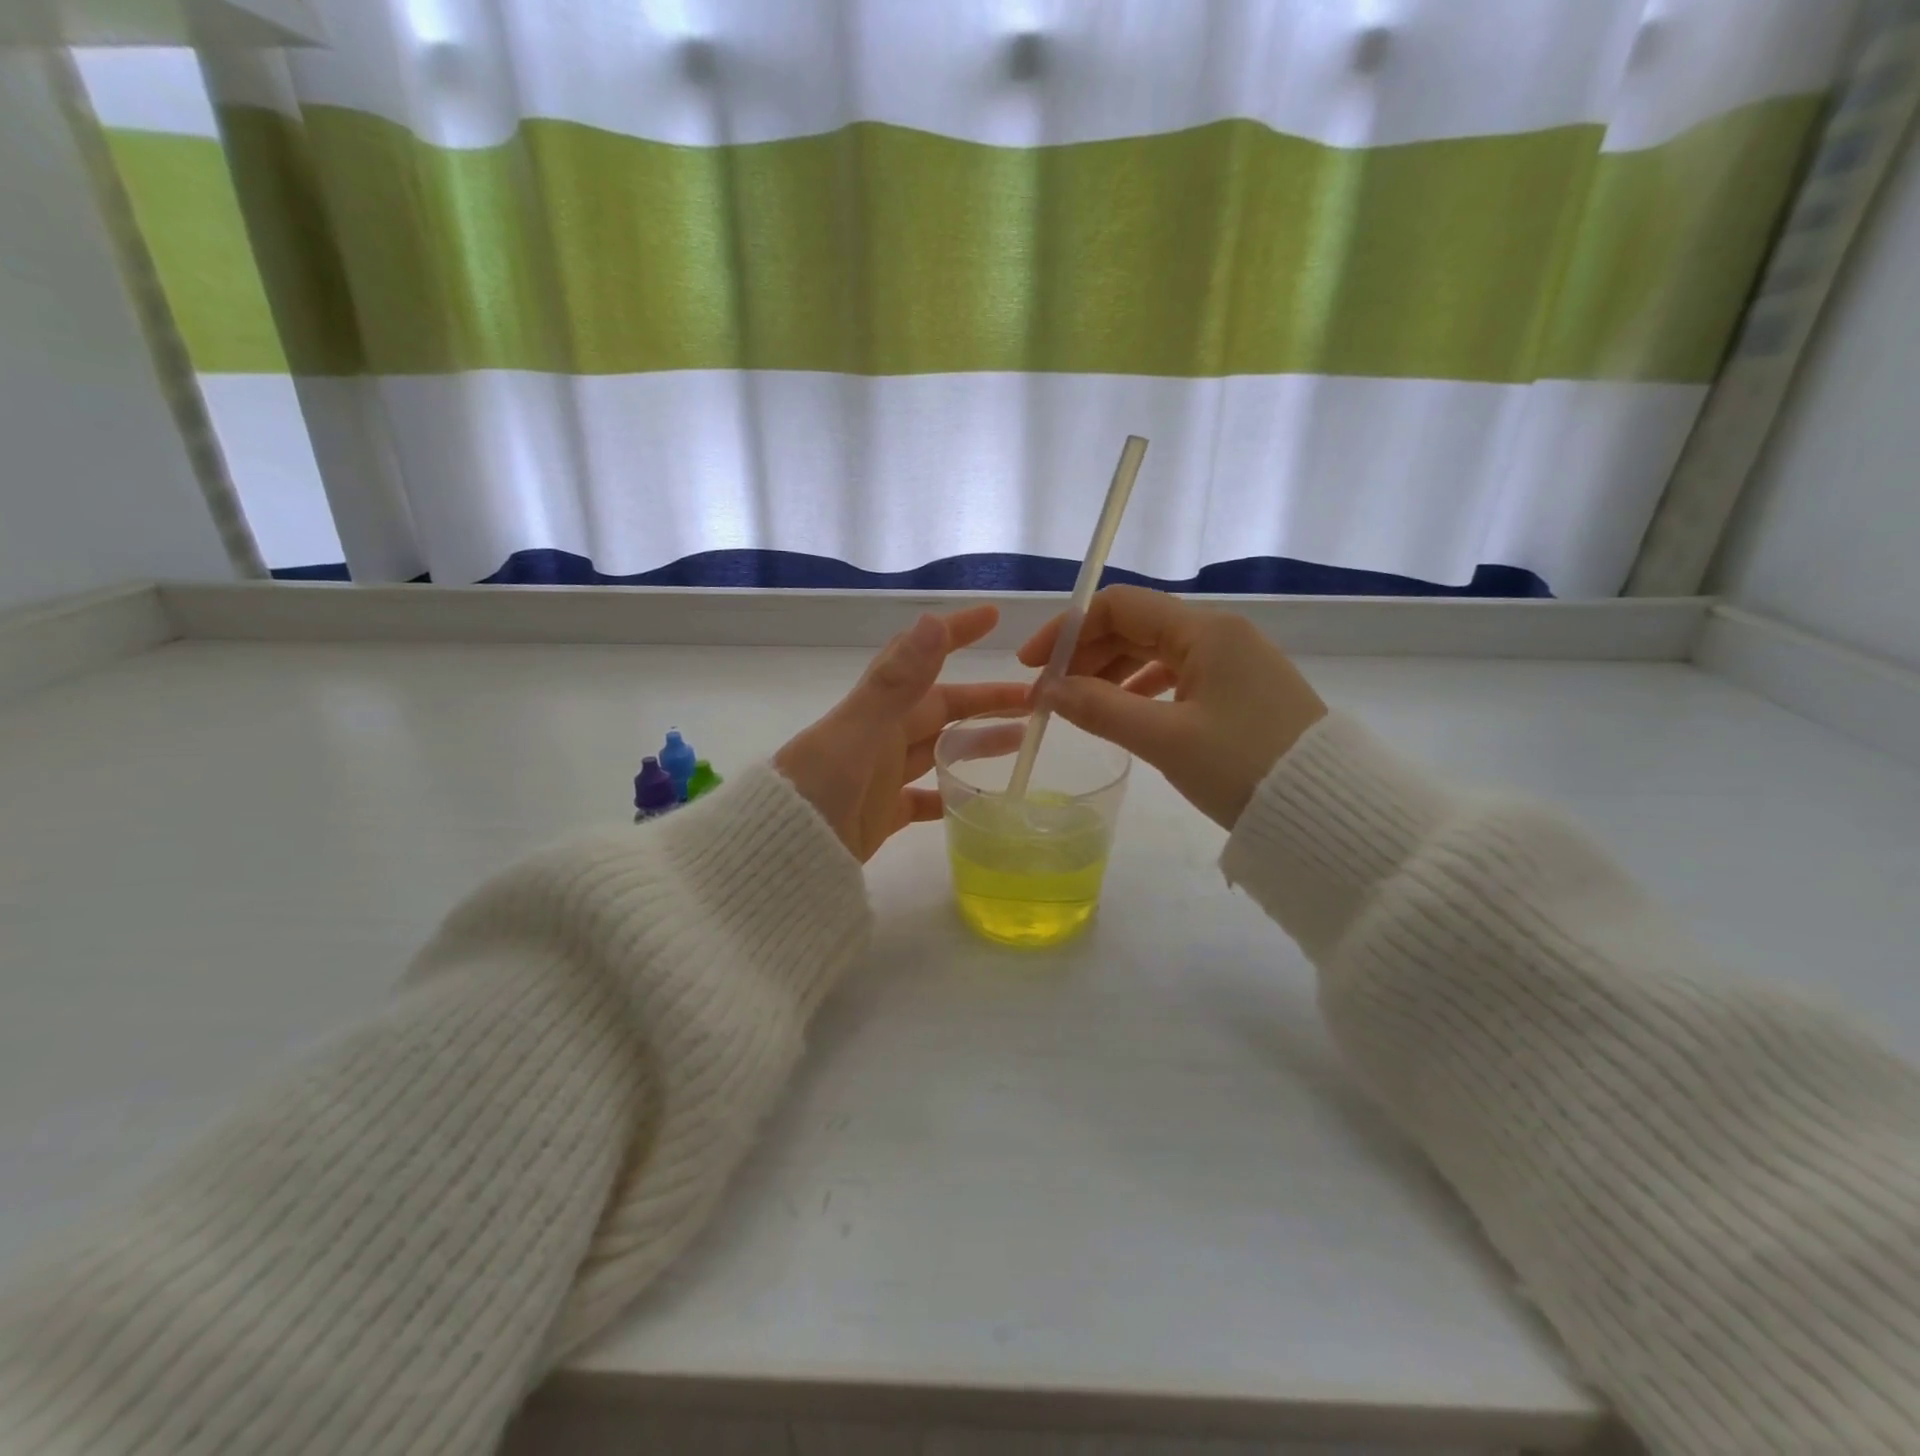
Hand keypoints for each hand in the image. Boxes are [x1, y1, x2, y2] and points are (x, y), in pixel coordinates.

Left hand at [776, 606, 1027, 861]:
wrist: (778, 857)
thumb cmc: (816, 790)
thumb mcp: (858, 733)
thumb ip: (897, 683)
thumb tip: (932, 622)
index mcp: (876, 710)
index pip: (921, 658)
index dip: (954, 634)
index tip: (992, 617)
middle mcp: (881, 737)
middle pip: (941, 708)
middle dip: (984, 699)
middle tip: (1032, 699)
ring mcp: (883, 776)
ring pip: (939, 749)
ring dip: (977, 742)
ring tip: (1021, 740)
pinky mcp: (883, 814)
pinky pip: (926, 799)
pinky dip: (952, 796)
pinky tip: (981, 799)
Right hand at [1017, 585, 1326, 829]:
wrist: (1327, 810)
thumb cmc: (1243, 766)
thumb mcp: (1165, 739)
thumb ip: (1099, 709)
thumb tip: (1048, 690)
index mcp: (1205, 631)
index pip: (1119, 606)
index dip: (1068, 629)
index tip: (1033, 666)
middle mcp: (1220, 633)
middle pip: (1136, 626)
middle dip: (1086, 654)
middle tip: (1050, 694)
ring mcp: (1233, 661)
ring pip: (1155, 651)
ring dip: (1110, 673)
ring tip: (1078, 706)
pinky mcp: (1240, 689)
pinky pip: (1177, 675)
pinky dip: (1141, 689)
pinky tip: (1123, 712)